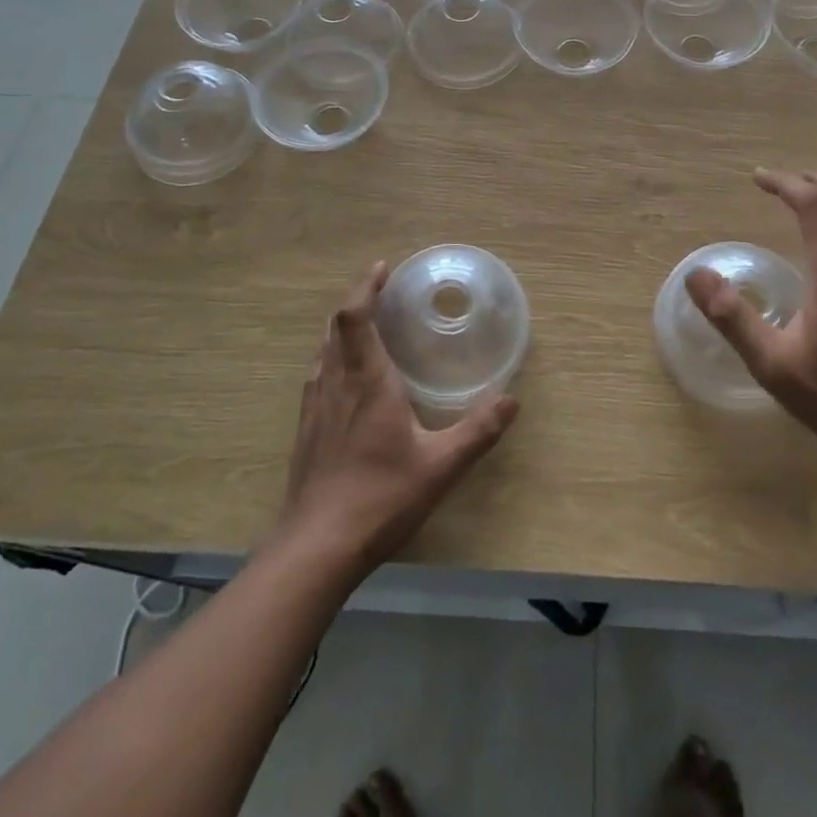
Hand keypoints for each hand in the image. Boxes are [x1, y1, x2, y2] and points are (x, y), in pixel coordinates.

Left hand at [275, 263, 517, 581]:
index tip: (383, 268)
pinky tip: (345, 379)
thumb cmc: (380, 498)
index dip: (366, 286)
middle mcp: (335, 383)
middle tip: (382, 292)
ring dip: (342, 329)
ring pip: (322, 350)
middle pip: (336, 327)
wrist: (316, 547)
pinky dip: (331, 357)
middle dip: (357, 301)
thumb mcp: (440, 466)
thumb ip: (478, 431)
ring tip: (367, 327)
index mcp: (367, 381)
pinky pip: (316, 375)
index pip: (355, 317)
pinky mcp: (304, 429)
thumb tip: (511, 399)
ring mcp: (314, 406)